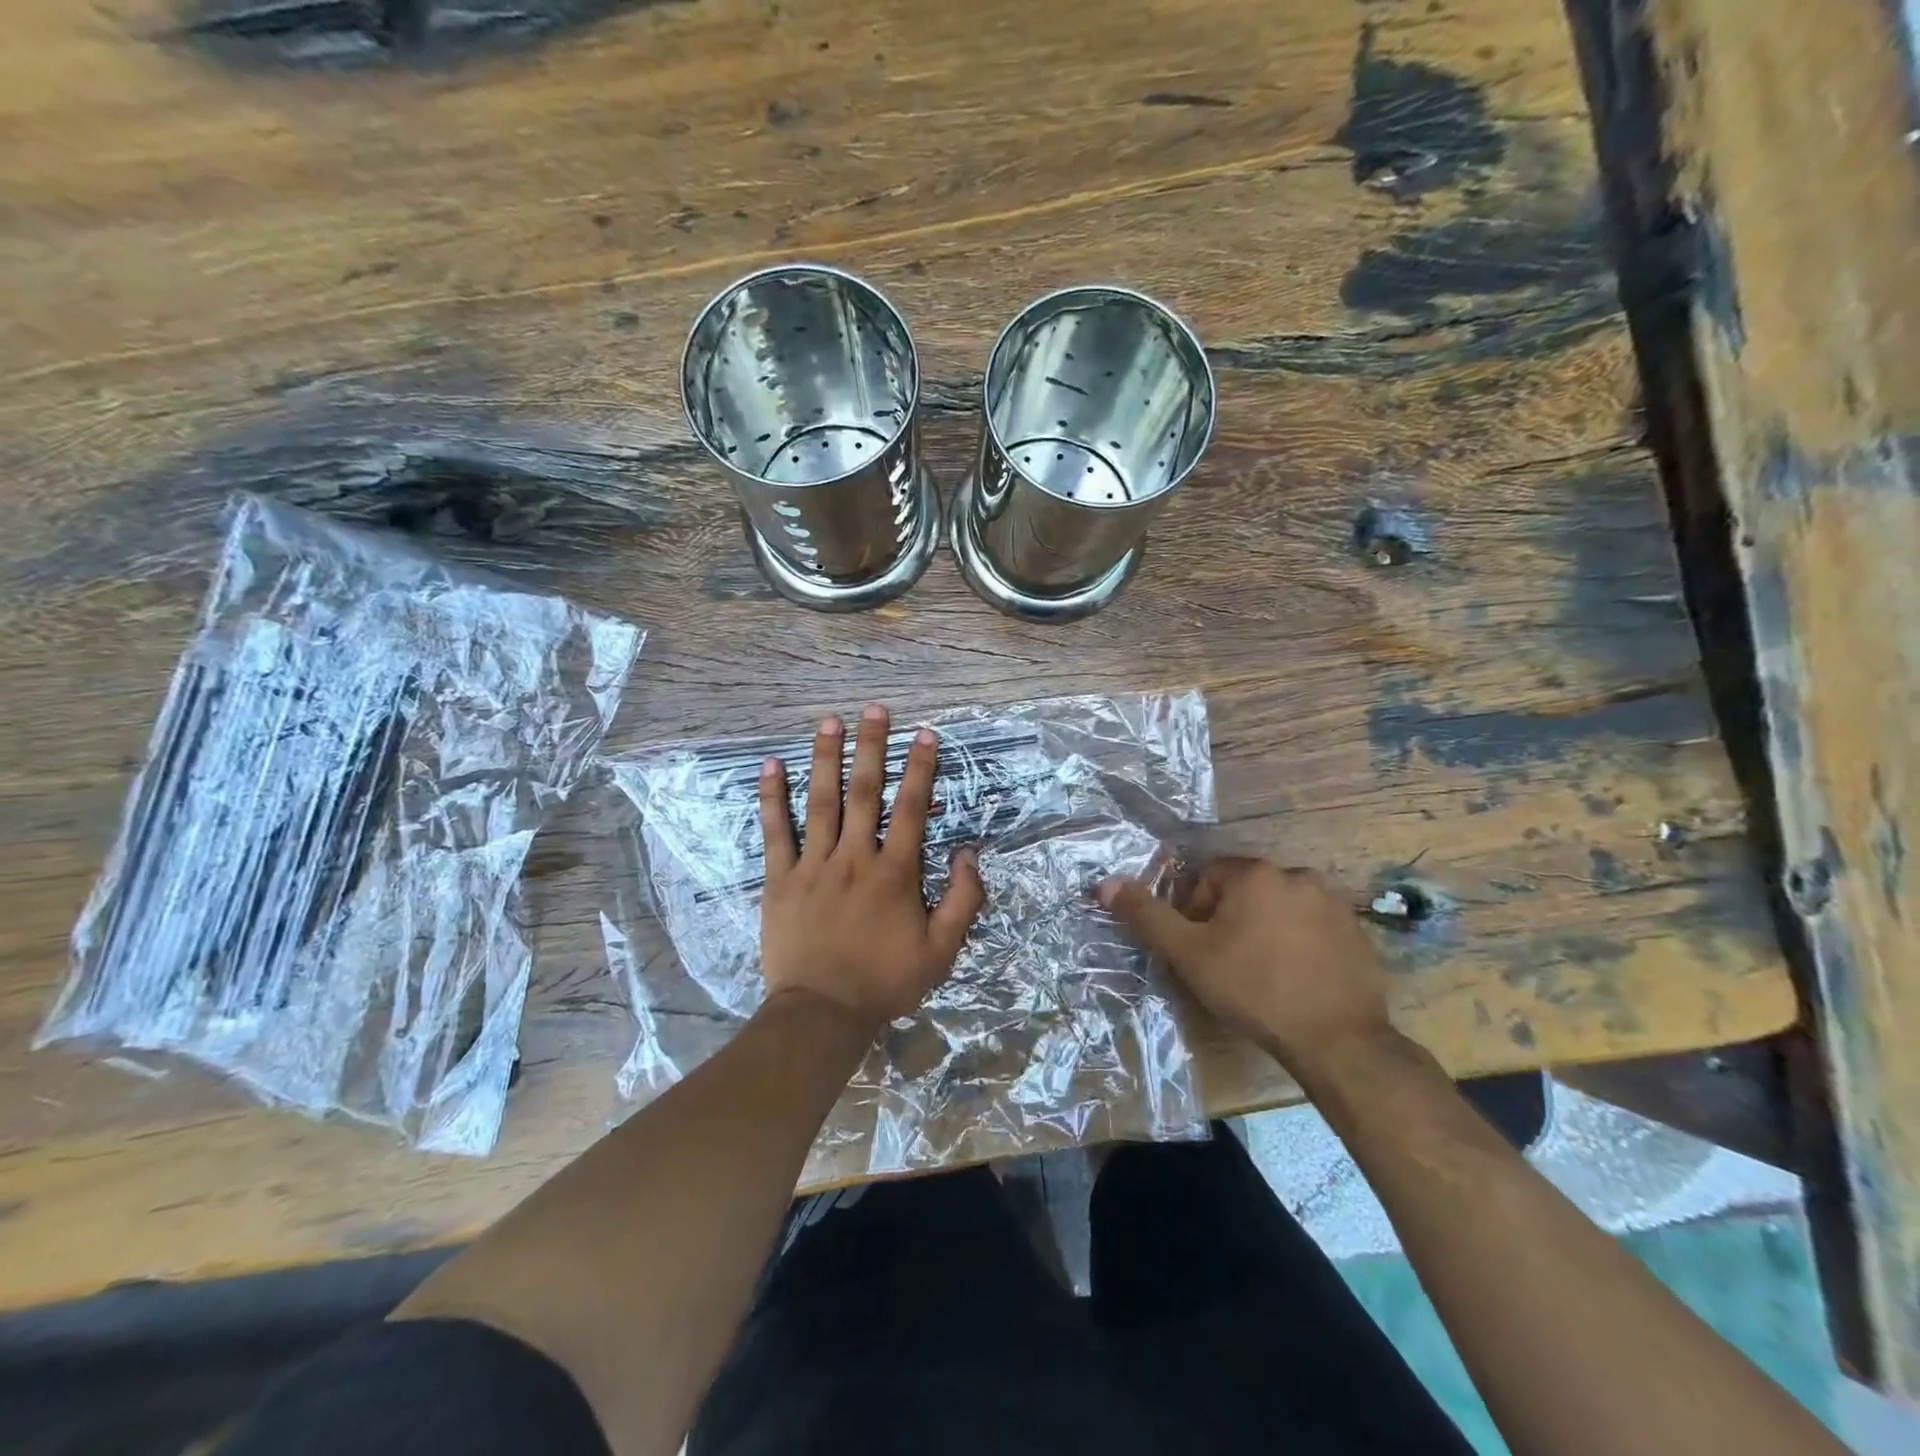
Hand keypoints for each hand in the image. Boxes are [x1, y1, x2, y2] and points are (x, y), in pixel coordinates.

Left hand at [758, 705, 985, 1030]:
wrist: (822, 1013)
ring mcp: (813, 865)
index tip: (924, 734)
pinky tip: (771, 766)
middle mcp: (854, 857)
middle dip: (872, 747)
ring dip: (825, 759)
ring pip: (820, 802)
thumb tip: (969, 854)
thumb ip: (963, 900)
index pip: (912, 808)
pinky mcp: (781, 879)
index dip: (920, 768)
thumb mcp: (942, 951)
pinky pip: (776, 832)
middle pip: (864, 792)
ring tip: (829, 722)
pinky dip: (772, 798)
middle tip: (874, 710)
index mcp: (895, 872)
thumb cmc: (885, 981)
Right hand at [1098, 858, 1391, 1081]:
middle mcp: (1297, 875)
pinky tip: (1294, 978)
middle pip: (1243, 890)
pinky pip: (1312, 926)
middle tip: (1225, 963)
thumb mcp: (1189, 954)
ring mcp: (1334, 903)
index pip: (1206, 878)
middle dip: (1228, 920)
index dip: (1193, 913)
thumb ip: (1146, 915)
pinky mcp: (1357, 932)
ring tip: (1260, 973)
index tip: (1199, 949)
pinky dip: (1297, 943)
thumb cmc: (1254, 990)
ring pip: (1278, 907)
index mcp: (1255, 874)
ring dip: (1263, 928)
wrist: (1338, 1042)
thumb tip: (1105, 883)